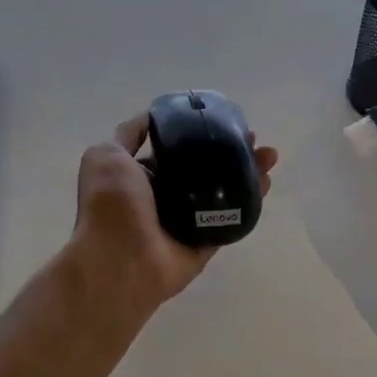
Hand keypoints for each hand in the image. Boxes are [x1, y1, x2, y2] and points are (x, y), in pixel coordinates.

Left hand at [67, 114, 278, 314]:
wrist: (119, 260)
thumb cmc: (111, 204)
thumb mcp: (107, 155)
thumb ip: (127, 135)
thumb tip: (150, 116)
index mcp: (138, 178)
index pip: (173, 151)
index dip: (196, 134)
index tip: (220, 121)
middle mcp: (163, 198)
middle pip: (203, 169)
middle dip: (228, 151)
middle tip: (252, 139)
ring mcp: (186, 222)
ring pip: (222, 192)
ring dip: (247, 172)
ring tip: (269, 156)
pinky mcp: (205, 243)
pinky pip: (231, 219)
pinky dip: (250, 202)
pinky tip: (266, 182)